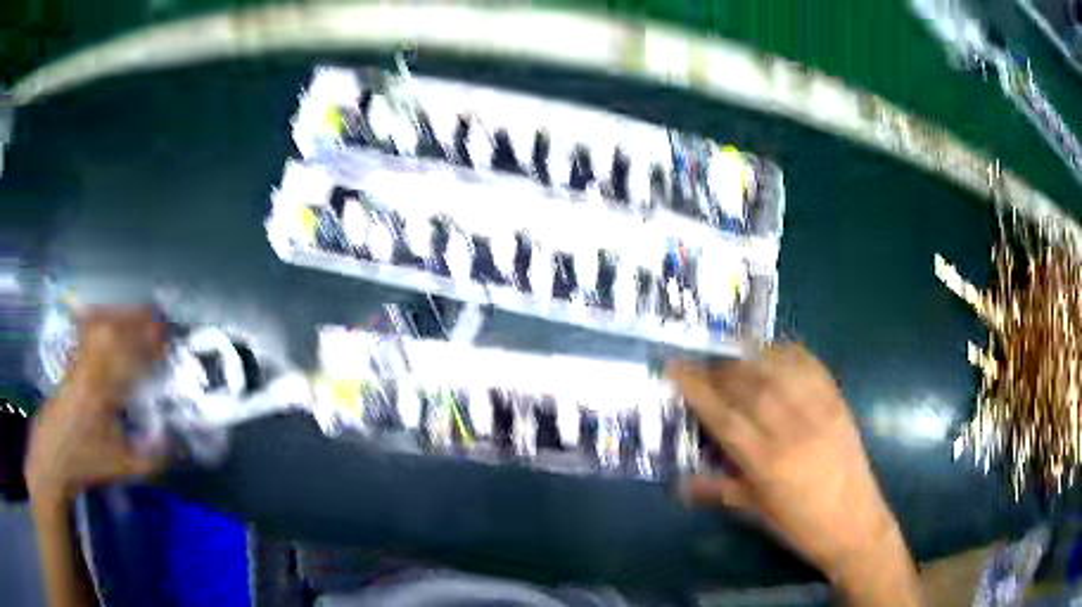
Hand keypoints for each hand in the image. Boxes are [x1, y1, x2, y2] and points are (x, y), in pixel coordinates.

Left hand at [25, 307, 167, 508]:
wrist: (53, 454)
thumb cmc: (87, 461)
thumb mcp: (123, 467)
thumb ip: (153, 455)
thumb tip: (180, 443)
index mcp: (101, 390)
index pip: (128, 355)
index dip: (150, 344)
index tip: (168, 339)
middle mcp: (88, 365)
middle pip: (113, 328)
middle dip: (137, 320)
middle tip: (159, 321)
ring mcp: (77, 357)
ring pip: (99, 323)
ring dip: (121, 315)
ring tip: (140, 316)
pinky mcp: (71, 357)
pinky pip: (87, 327)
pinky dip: (102, 317)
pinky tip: (111, 317)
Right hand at [668, 345, 915, 592]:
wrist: (855, 524)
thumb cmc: (800, 526)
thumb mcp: (755, 513)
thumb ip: (717, 491)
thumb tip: (679, 483)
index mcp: (767, 463)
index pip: (724, 416)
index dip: (697, 388)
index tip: (675, 367)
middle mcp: (791, 430)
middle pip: (750, 385)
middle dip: (720, 367)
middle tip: (701, 360)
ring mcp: (819, 412)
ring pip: (780, 369)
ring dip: (751, 353)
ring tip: (732, 350)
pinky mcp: (838, 404)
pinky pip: (812, 367)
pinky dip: (790, 352)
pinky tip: (775, 350)